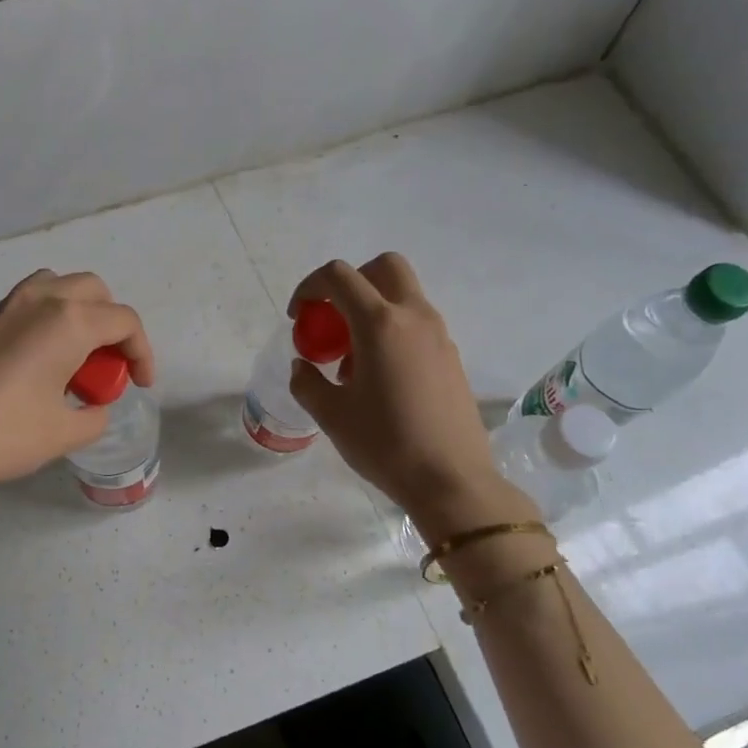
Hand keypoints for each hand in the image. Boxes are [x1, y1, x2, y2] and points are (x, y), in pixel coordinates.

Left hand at [0, 270, 153, 541]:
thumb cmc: (2, 435)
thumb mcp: (62, 434)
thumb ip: (93, 416)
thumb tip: (93, 408)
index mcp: (68, 321)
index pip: (124, 321)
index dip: (142, 353)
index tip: (141, 385)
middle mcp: (37, 300)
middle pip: (93, 291)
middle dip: (112, 325)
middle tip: (107, 367)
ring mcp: (1, 307)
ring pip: (55, 288)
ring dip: (77, 314)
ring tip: (73, 358)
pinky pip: (24, 306)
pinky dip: (45, 323)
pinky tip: (33, 368)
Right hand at [287, 254, 533, 537]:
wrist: (450, 479)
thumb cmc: (384, 444)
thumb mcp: (330, 415)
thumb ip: (307, 381)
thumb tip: (303, 366)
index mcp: (380, 324)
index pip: (339, 276)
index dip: (309, 288)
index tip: (297, 317)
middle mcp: (414, 317)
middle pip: (383, 267)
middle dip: (350, 282)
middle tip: (331, 320)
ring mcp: (438, 335)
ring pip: (403, 296)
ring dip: (371, 309)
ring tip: (351, 360)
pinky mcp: (450, 356)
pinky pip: (416, 325)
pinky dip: (391, 332)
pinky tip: (379, 378)